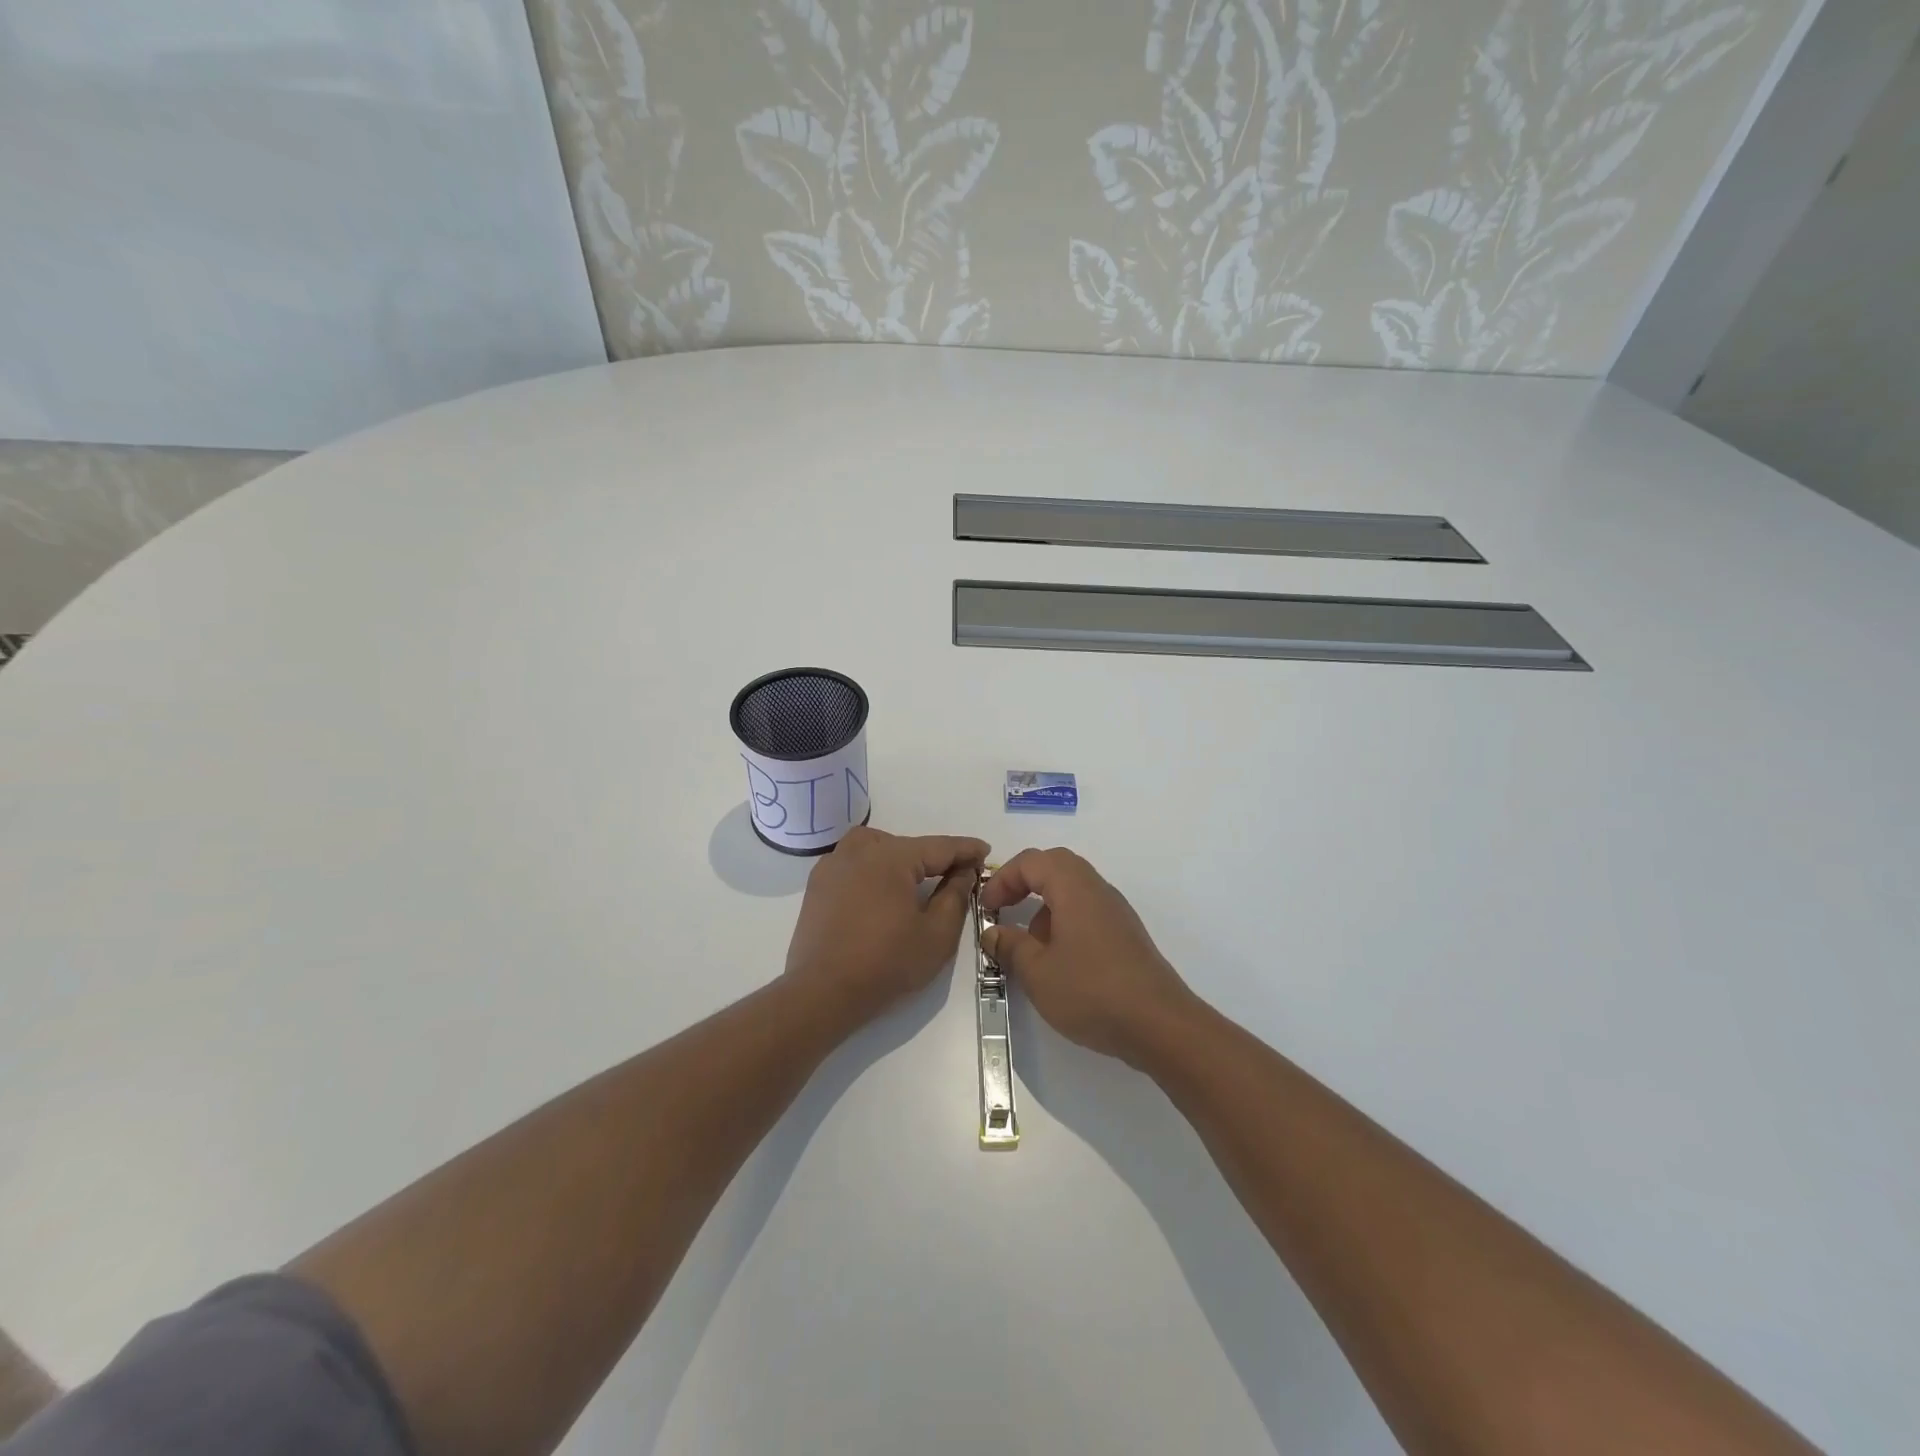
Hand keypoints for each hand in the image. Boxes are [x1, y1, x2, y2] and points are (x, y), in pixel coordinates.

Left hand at [784, 827, 989, 1026]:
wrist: (822, 993)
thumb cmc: (887, 964)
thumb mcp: (937, 934)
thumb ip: (956, 895)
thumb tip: (963, 871)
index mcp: (891, 856)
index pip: (939, 846)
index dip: (966, 849)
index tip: (985, 852)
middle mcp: (860, 850)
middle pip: (907, 844)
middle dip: (933, 857)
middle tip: (956, 875)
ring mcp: (833, 865)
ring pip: (877, 847)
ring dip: (901, 858)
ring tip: (915, 881)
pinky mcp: (818, 885)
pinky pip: (854, 863)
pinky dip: (874, 869)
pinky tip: (881, 892)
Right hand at [980, 848, 1196, 1065]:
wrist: (1160, 1025)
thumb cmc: (1092, 991)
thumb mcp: (1038, 972)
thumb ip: (1010, 947)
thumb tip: (993, 932)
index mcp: (1074, 888)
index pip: (1032, 861)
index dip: (1003, 878)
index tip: (986, 908)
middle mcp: (1097, 890)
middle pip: (1056, 866)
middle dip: (1024, 882)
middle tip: (1003, 908)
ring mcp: (1116, 913)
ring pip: (1073, 890)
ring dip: (1045, 905)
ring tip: (1029, 944)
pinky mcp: (1126, 936)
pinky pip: (1088, 912)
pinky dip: (1065, 922)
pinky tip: (1059, 962)